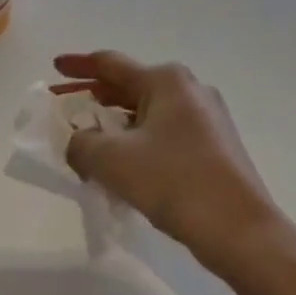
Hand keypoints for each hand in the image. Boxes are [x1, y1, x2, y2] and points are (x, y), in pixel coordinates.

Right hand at [53, 52, 281, 261]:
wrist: (240, 230)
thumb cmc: (173, 181)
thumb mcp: (111, 160)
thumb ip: (81, 143)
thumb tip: (81, 142)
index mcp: (166, 81)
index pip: (110, 64)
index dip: (79, 66)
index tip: (55, 67)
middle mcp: (190, 90)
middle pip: (130, 86)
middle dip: (96, 98)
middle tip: (68, 109)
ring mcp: (208, 118)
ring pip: (149, 113)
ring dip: (117, 124)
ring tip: (90, 141)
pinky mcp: (216, 146)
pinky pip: (165, 134)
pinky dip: (139, 141)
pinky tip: (124, 165)